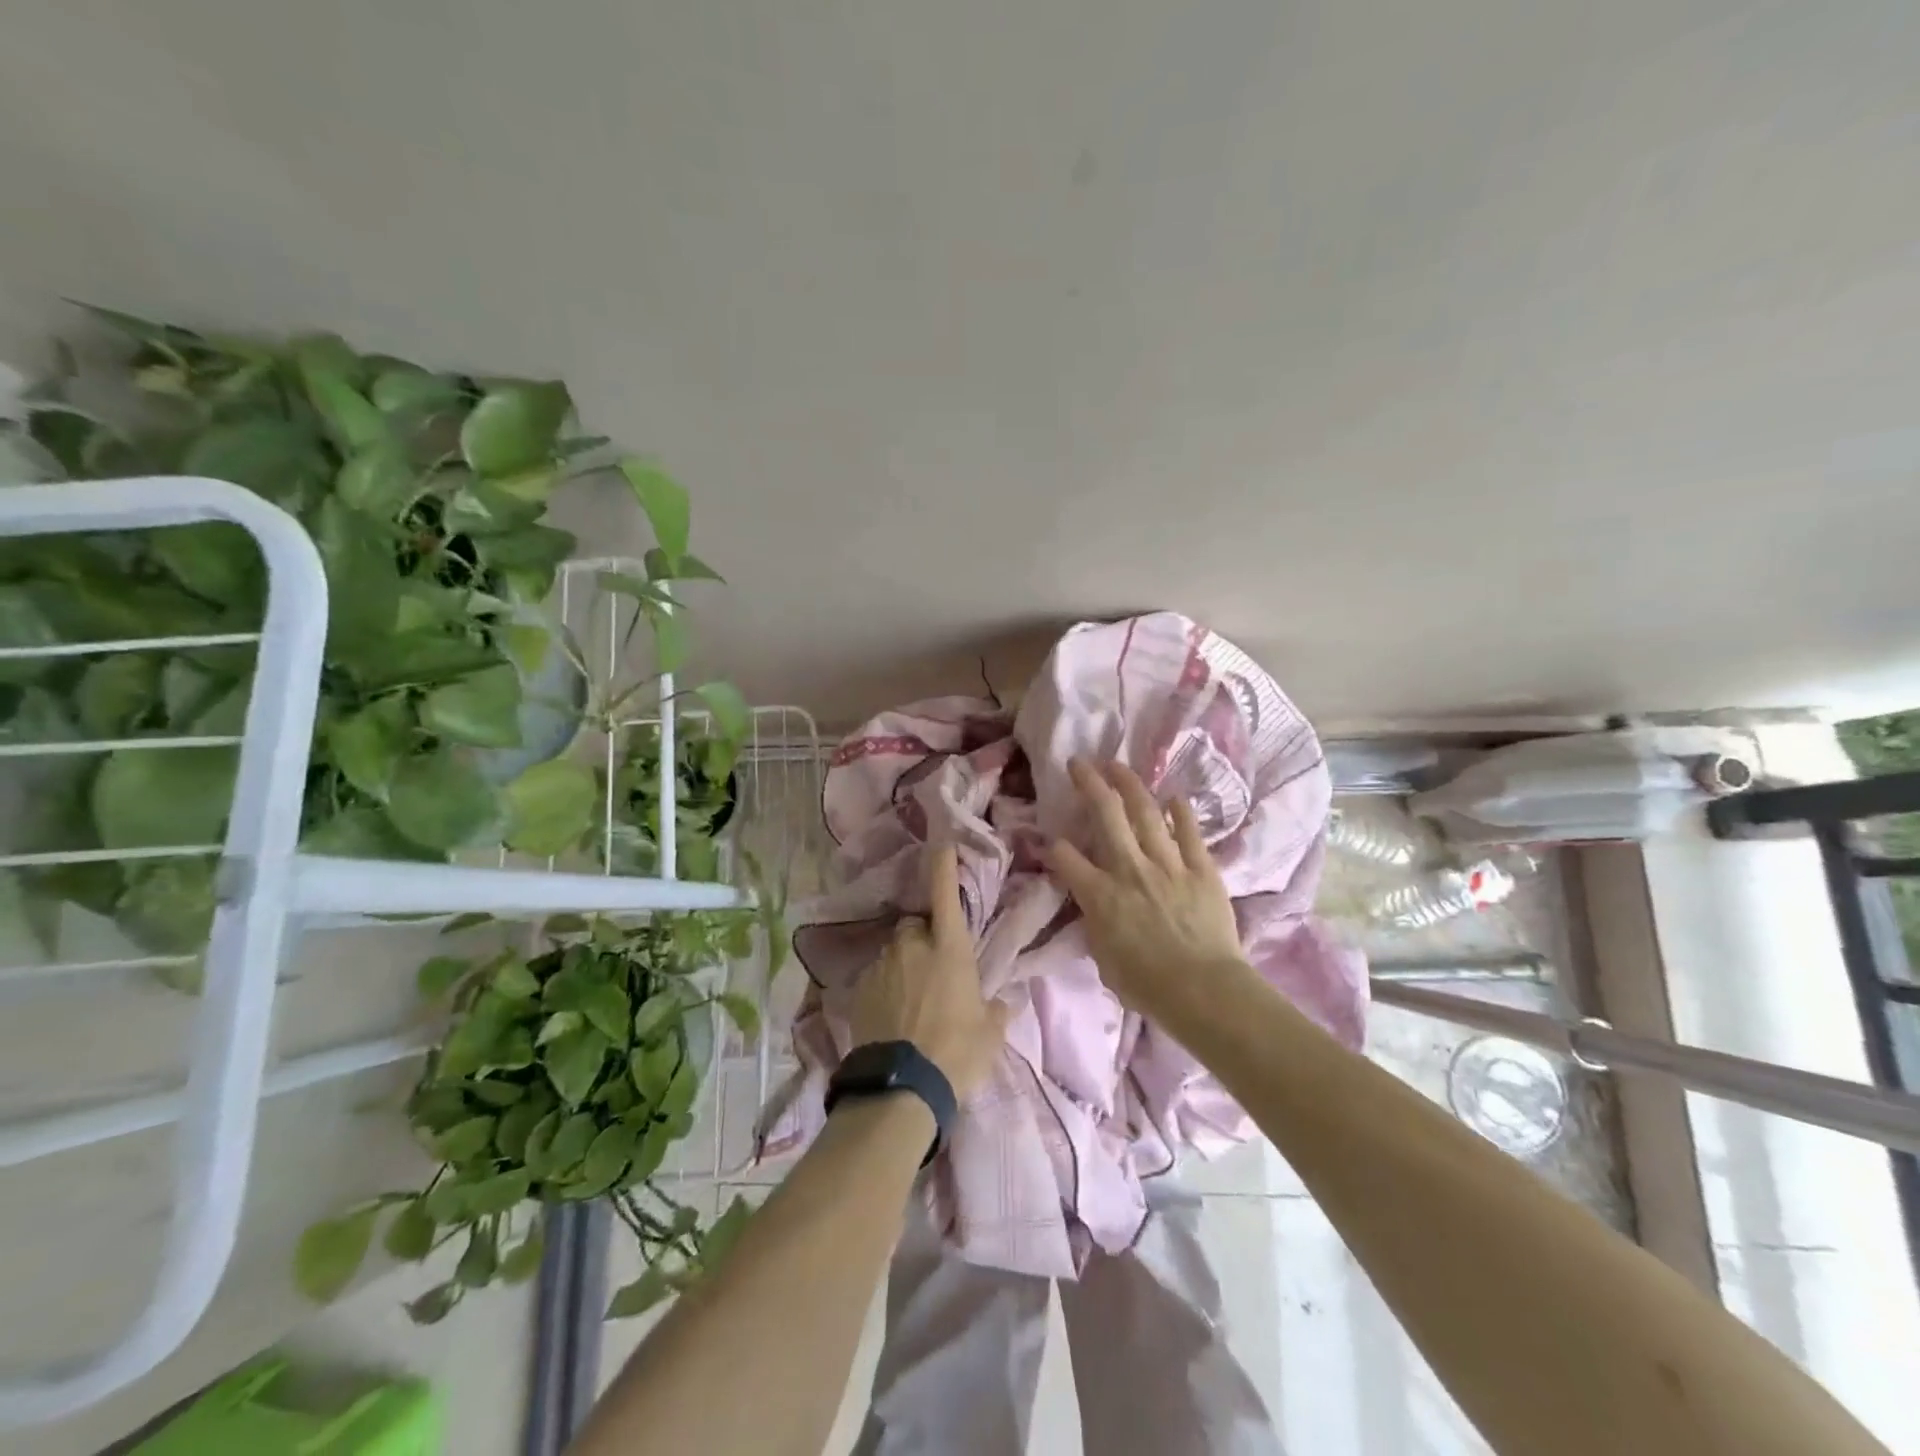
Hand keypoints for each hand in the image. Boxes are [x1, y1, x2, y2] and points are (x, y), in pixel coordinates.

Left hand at [849, 844, 1011, 1097]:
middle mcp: (912, 946)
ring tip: (912, 1001)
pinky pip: (877, 978)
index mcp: (949, 947)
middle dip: (922, 938)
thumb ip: (998, 1009)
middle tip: (933, 968)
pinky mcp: (859, 990)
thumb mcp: (990, 1033)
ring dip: (903, 965)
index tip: (940, 845)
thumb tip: (1007, 1000)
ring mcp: (882, 966)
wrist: (902, 1087)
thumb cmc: (957, 1052)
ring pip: (894, 953)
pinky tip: (893, 1017)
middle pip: (914, 926)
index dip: (942, 866)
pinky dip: (885, 988)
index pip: (944, 893)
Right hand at [1042, 757, 1248, 1017]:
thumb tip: (1092, 907)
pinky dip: (1180, 812)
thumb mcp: (1103, 959)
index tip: (1050, 840)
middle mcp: (1129, 869)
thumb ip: (1095, 924)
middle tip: (1079, 763)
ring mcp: (1167, 864)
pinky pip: (1189, 832)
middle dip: (1089, 783)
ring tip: (1117, 765)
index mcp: (1099, 895)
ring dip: (1129, 784)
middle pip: (1105, 814)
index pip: (1065, 857)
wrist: (1203, 991)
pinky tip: (1173, 796)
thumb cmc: (1147, 986)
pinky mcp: (1201, 868)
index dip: (1052, 845)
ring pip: (1145, 812)